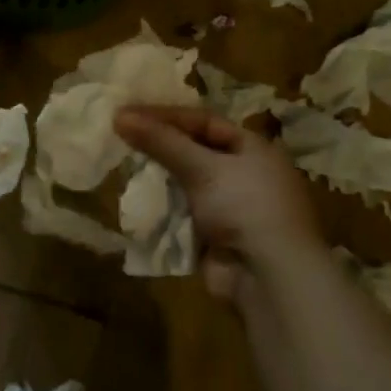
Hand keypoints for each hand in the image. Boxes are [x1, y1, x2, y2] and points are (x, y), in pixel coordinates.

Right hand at [113, 105, 323, 299]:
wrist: (270, 278)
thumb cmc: (245, 206)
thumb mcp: (203, 167)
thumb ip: (162, 142)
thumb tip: (119, 115)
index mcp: (253, 149)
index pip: (203, 121)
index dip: (165, 116)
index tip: (128, 113)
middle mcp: (245, 173)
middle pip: (194, 151)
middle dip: (159, 146)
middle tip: (121, 137)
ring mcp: (231, 207)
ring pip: (186, 182)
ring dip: (159, 177)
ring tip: (123, 165)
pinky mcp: (215, 235)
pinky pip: (183, 212)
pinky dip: (163, 206)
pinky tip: (137, 199)